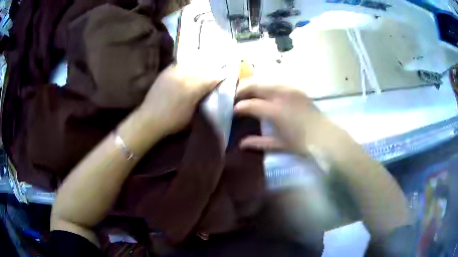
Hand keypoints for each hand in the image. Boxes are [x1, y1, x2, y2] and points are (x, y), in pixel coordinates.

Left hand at [138, 64, 221, 134]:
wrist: (149, 119)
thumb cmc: (173, 122)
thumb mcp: (192, 115)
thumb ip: (203, 101)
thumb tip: (211, 92)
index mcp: (193, 88)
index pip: (212, 77)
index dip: (222, 74)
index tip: (230, 72)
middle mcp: (185, 76)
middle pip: (205, 67)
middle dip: (215, 65)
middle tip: (224, 62)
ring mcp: (175, 72)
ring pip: (193, 61)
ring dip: (204, 60)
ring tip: (211, 57)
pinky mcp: (167, 71)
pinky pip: (181, 62)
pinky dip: (190, 60)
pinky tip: (194, 58)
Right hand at [234, 77, 345, 155]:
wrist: (325, 136)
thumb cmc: (302, 143)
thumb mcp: (279, 144)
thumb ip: (258, 142)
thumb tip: (241, 144)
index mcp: (275, 111)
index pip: (250, 105)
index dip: (238, 107)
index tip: (232, 111)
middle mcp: (281, 95)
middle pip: (255, 86)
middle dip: (242, 90)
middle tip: (235, 97)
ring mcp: (290, 89)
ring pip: (265, 81)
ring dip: (254, 86)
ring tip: (248, 94)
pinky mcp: (296, 89)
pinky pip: (276, 83)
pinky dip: (266, 86)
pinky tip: (265, 93)